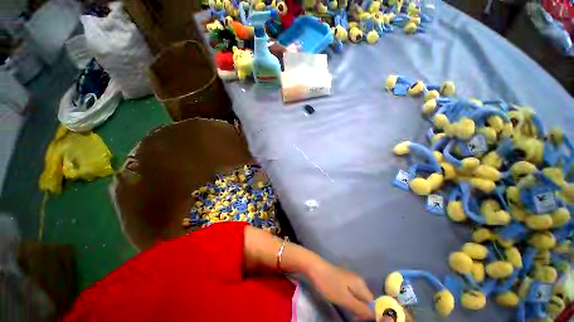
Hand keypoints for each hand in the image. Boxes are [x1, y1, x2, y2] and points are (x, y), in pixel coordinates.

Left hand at [307, 262, 375, 319]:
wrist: (313, 266)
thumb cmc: (328, 283)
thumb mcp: (345, 299)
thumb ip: (361, 308)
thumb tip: (376, 315)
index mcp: (360, 284)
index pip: (372, 303)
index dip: (369, 314)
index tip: (359, 320)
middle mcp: (357, 280)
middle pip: (365, 299)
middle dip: (362, 311)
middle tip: (353, 317)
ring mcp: (349, 278)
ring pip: (357, 296)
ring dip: (355, 306)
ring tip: (348, 312)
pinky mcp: (341, 279)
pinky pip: (350, 292)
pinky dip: (349, 300)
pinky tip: (342, 303)